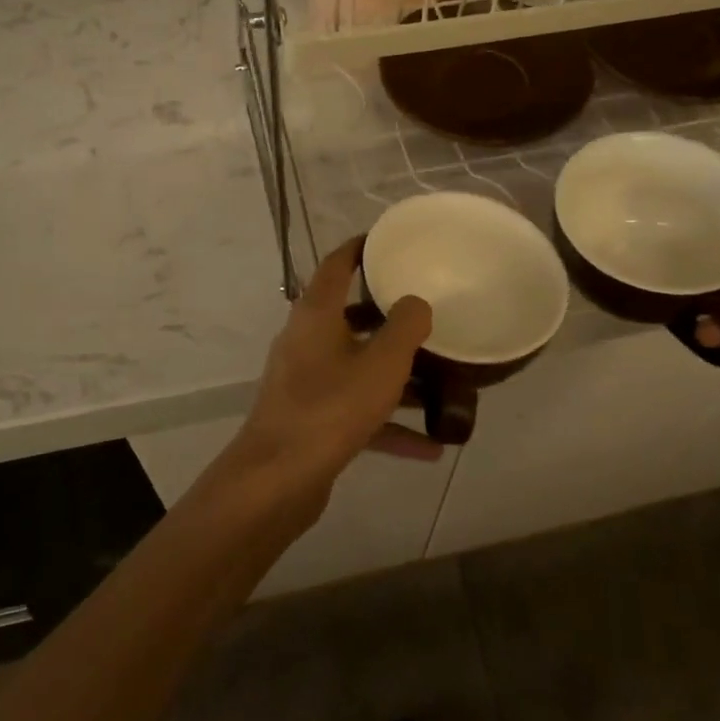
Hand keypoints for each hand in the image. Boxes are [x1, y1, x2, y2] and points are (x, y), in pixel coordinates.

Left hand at [203, 238, 438, 531]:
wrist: (278, 478)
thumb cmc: (331, 407)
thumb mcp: (381, 363)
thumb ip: (405, 326)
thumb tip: (415, 303)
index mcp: (316, 315)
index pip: (336, 266)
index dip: (360, 249)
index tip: (387, 242)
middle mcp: (306, 341)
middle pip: (350, 318)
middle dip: (389, 320)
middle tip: (426, 315)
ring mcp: (306, 381)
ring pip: (357, 368)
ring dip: (396, 378)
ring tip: (441, 386)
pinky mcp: (311, 419)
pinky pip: (356, 411)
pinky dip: (388, 424)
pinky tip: (429, 448)